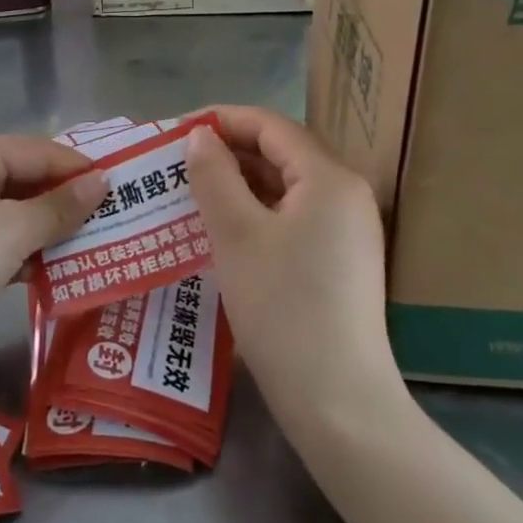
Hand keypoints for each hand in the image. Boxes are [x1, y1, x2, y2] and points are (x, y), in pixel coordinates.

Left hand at [0, 136, 107, 390]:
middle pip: (30, 183)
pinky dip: (37, 259)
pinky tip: (71, 273)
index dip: (79, 168)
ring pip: (22, 219)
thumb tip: (103, 181)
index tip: (124, 187)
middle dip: (71, 202)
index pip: (38, 151)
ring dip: (58, 233)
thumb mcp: (11, 228)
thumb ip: (60, 206)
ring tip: (108, 245)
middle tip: (122, 218)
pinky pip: (10, 250)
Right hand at [186, 107, 401, 432]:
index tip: (174, 131)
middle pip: (281, 153)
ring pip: (286, 187)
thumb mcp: (236, 235)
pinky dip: (258, 213)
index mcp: (329, 176)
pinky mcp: (341, 260)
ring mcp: (348, 229)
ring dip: (239, 184)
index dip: (221, 120)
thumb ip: (214, 176)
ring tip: (191, 193)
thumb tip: (200, 136)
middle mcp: (347, 193)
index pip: (270, 125)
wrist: (338, 402)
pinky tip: (223, 229)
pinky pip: (294, 217)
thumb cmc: (282, 308)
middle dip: (228, 152)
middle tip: (176, 165)